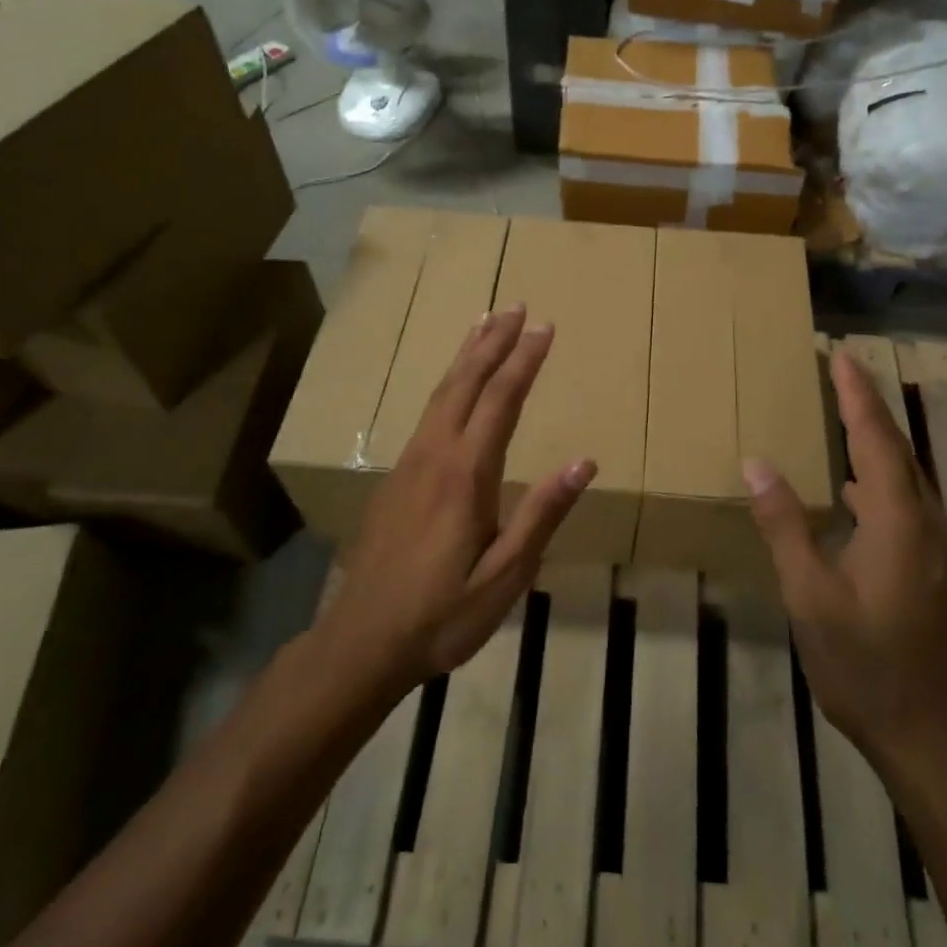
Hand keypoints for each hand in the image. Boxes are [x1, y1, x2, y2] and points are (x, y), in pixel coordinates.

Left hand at [324, 304, 594, 690]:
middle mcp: (434, 454)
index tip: (545, 327)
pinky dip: (448, 382)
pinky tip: (454, 383)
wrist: (362, 641)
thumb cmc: (442, 613)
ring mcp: (409, 462)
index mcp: (465, 474)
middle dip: (493, 341)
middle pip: (465, 382)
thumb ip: (542, 515)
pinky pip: (428, 411)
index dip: (524, 360)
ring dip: (466, 354)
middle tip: (516, 306)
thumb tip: (584, 463)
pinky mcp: (397, 476)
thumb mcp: (505, 576)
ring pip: (441, 392)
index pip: (500, 400)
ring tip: (485, 323)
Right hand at [742, 350, 946, 771]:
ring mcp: (940, 548)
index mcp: (899, 519)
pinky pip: (909, 503)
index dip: (855, 394)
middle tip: (839, 374)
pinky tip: (855, 491)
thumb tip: (758, 462)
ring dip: (876, 442)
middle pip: (897, 449)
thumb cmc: (866, 664)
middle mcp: (929, 522)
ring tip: (843, 419)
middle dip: (867, 407)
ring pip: (907, 477)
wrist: (935, 737)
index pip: (875, 437)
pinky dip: (882, 478)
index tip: (840, 355)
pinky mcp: (939, 569)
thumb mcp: (810, 595)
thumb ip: (785, 524)